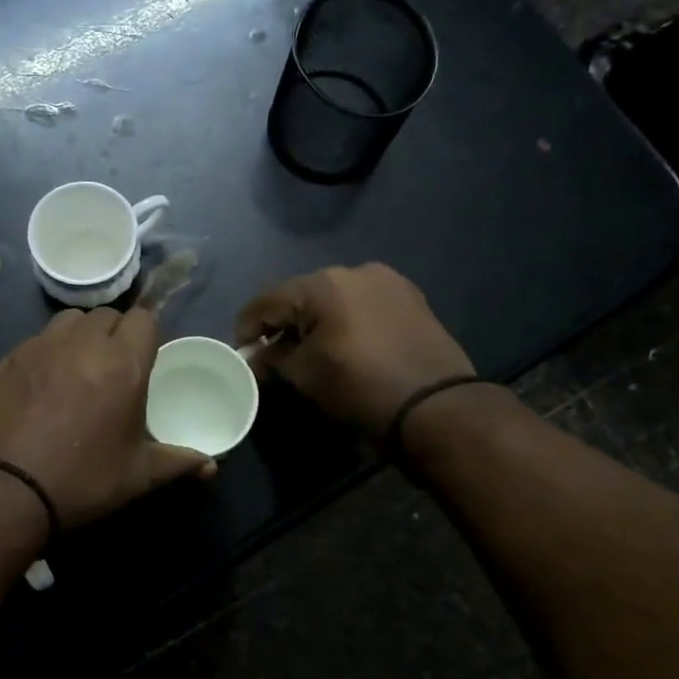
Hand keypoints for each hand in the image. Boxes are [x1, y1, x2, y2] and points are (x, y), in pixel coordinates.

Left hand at [0, 307, 215, 530]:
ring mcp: (41, 347)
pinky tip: (46, 383)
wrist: (5, 492)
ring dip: (82, 335)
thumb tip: (212, 466)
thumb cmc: (82, 481)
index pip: (144, 318)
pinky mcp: (10, 358)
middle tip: (114, 369)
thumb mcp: (138, 477)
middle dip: (116, 334)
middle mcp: (83, 344)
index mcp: (122, 365)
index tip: (144, 361)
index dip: (147, 335)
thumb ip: (178, 463)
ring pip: (71, 320)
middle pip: (108, 315)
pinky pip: (39, 338)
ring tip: (79, 368)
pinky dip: (50, 350)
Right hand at [234, 264, 475, 435]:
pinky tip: (345, 345)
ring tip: (310, 350)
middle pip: (301, 294)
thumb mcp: (305, 376)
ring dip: (315, 321)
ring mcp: (388, 282)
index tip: (241, 352)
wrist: (437, 408)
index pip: (267, 300)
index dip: (247, 327)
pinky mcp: (411, 299)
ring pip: (334, 297)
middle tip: (272, 353)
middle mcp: (354, 271)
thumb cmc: (359, 388)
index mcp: (322, 284)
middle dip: (282, 322)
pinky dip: (346, 321)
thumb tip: (254, 358)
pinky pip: (363, 304)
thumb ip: (272, 359)